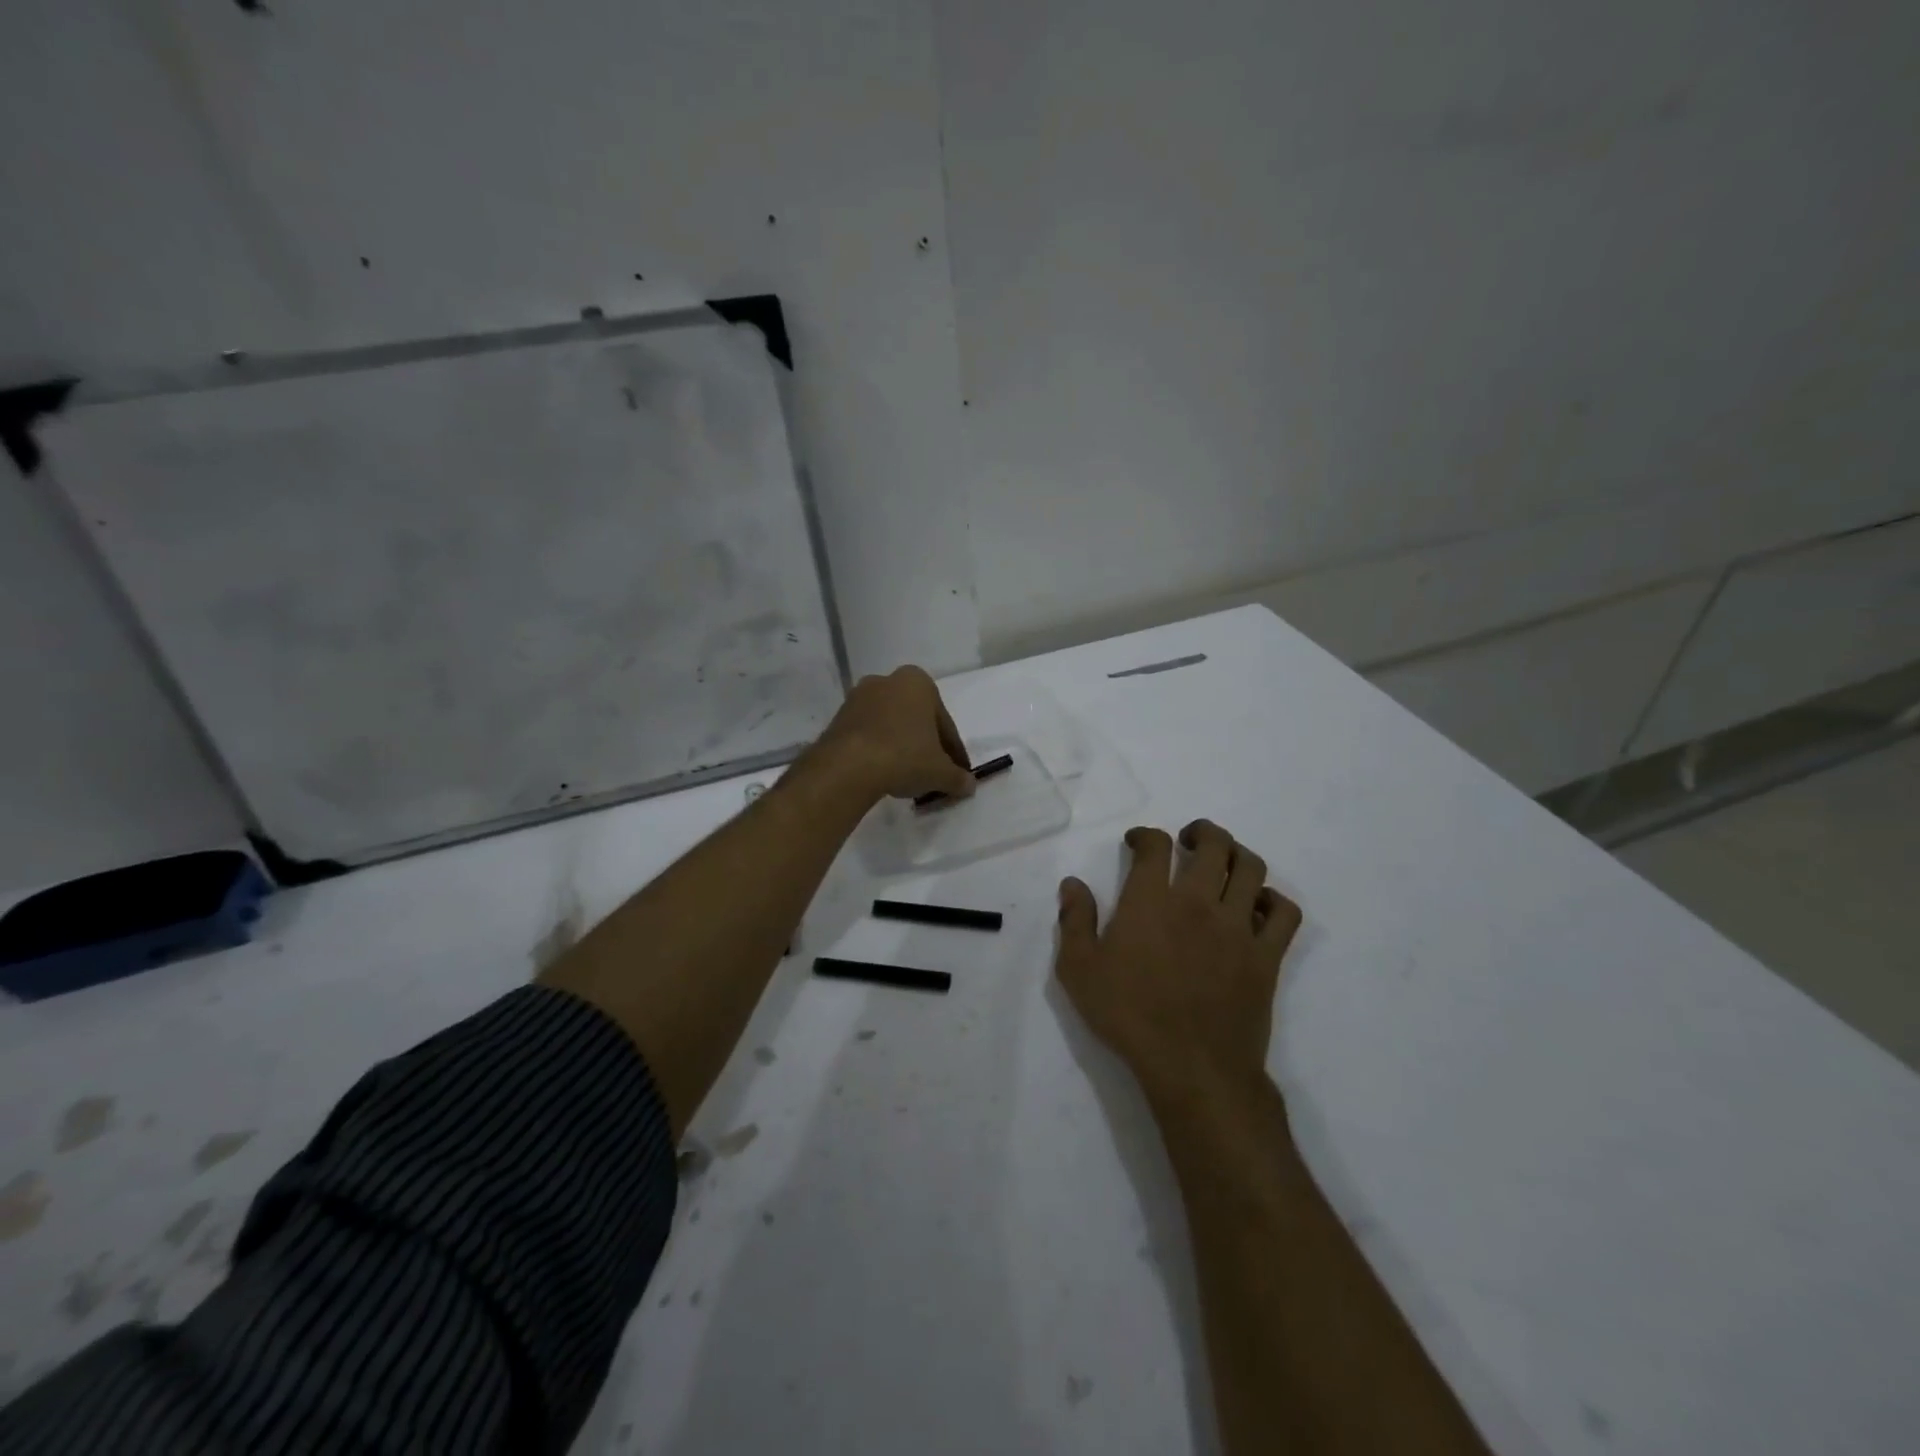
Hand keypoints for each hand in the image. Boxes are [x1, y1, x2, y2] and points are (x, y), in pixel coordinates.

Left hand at [813, 665, 975, 803]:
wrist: (848, 766)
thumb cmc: (904, 756)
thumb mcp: (940, 772)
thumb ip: (958, 778)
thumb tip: (969, 785)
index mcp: (918, 682)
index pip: (944, 724)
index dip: (953, 752)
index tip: (957, 772)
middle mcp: (887, 681)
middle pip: (916, 719)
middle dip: (925, 744)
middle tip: (933, 773)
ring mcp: (859, 698)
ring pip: (891, 725)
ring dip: (901, 746)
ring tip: (907, 776)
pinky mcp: (838, 718)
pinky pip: (868, 734)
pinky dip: (879, 750)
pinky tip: (884, 772)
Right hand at [1056, 820, 1301, 1111]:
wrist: (1192, 1067)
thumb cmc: (1129, 1016)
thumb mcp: (1079, 970)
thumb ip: (1074, 921)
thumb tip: (1072, 883)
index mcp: (1151, 901)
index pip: (1154, 845)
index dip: (1145, 835)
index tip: (1136, 843)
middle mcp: (1197, 902)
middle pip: (1214, 844)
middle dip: (1201, 832)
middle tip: (1188, 840)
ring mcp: (1238, 927)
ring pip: (1251, 868)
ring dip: (1238, 855)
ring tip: (1223, 864)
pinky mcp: (1266, 955)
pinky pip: (1284, 913)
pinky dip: (1273, 900)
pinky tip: (1257, 907)